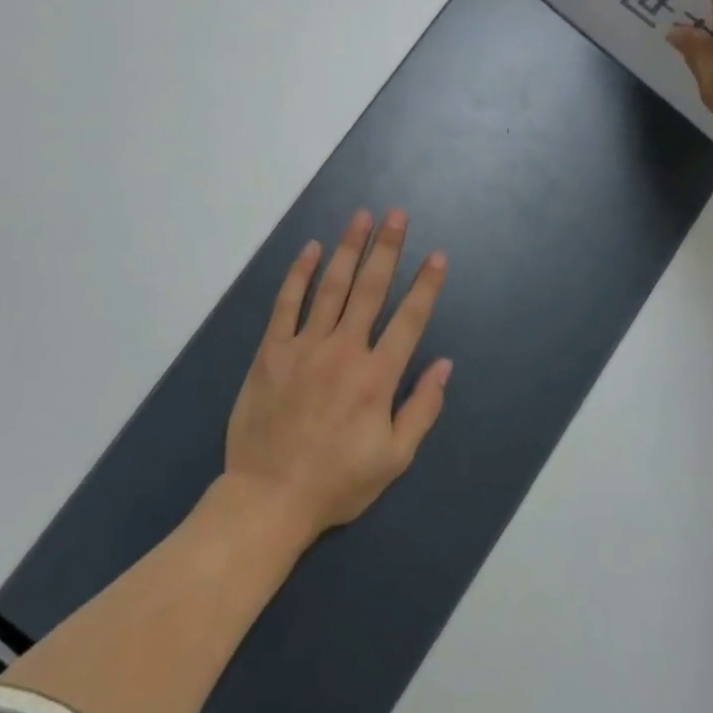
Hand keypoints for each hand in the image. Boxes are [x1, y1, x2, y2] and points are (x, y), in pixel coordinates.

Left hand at [224, 208, 451, 542]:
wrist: (268, 498)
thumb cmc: (336, 482)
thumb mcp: (393, 459)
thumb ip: (422, 409)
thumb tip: (444, 365)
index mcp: (377, 377)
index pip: (409, 319)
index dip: (426, 285)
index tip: (436, 255)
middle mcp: (344, 351)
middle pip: (370, 289)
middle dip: (387, 248)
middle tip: (396, 214)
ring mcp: (305, 347)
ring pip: (332, 287)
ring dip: (349, 248)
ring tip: (361, 217)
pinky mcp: (272, 351)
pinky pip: (288, 303)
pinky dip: (300, 274)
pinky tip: (312, 249)